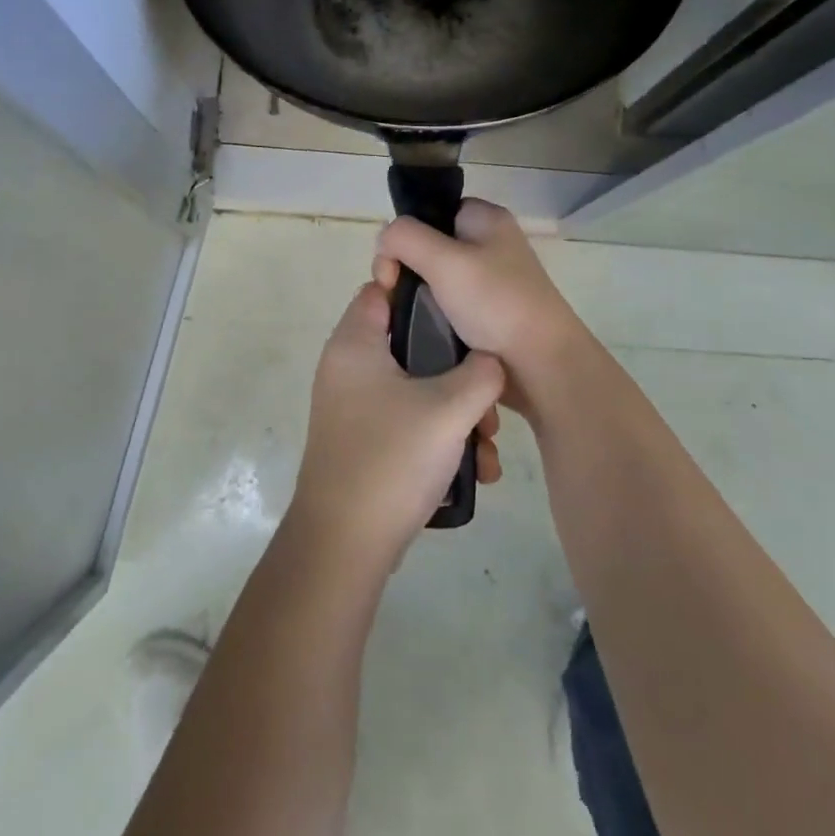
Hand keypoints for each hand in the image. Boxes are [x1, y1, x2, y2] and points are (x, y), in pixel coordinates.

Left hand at [287, 284, 504, 570]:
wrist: (344, 545)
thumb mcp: (449, 409)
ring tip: (488, 443)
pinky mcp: (365, 440)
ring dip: (456, 410)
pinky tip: (475, 469)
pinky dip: (439, 436)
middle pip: (410, 344)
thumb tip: (490, 362)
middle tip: (487, 396)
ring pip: (416, 388)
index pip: (383, 290)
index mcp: (355, 343)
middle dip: (457, 369)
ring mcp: (355, 407)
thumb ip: (481, 373)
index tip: (464, 310)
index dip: (423, 292)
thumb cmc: (392, 459)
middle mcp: (349, 368)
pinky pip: (408, 421)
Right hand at [373, 200, 588, 390]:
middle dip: (406, 268)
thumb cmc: (496, 304)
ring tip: (405, 318)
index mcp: (487, 220)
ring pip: (435, 279)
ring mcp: (490, 282)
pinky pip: (447, 306)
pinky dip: (431, 317)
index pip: (433, 211)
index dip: (407, 233)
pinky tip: (423, 332)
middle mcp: (490, 245)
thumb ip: (405, 238)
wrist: (541, 368)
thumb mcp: (445, 261)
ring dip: (416, 296)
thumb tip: (386, 241)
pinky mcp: (487, 315)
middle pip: (429, 245)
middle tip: (393, 294)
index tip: (393, 266)